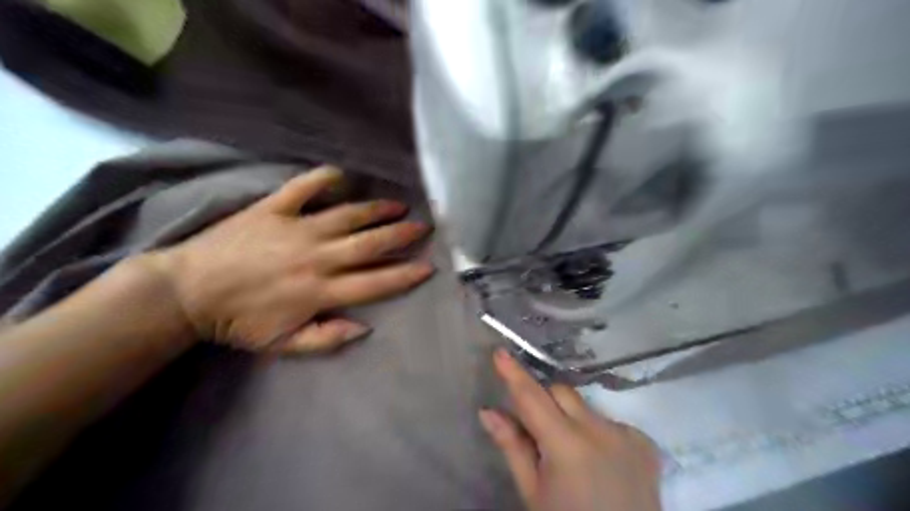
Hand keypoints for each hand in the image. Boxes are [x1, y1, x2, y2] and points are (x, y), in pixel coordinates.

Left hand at [144, 168, 434, 355]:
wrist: (186, 292)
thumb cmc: (238, 321)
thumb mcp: (281, 345)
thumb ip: (326, 339)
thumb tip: (365, 327)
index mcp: (320, 291)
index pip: (376, 282)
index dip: (405, 274)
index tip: (428, 266)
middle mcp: (317, 256)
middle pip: (370, 243)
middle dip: (402, 235)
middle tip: (423, 227)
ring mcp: (297, 228)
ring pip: (348, 215)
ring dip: (377, 209)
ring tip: (399, 204)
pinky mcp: (273, 208)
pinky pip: (304, 186)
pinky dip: (325, 178)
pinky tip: (343, 175)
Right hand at [483, 349, 661, 507]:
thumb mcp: (534, 493)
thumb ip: (513, 447)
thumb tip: (488, 411)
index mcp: (566, 445)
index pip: (532, 398)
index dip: (514, 373)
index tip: (500, 351)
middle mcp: (599, 430)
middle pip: (561, 393)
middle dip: (544, 401)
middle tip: (536, 429)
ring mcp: (627, 434)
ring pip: (586, 407)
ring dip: (571, 419)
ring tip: (572, 455)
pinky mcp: (645, 442)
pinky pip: (610, 422)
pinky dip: (596, 432)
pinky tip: (600, 461)